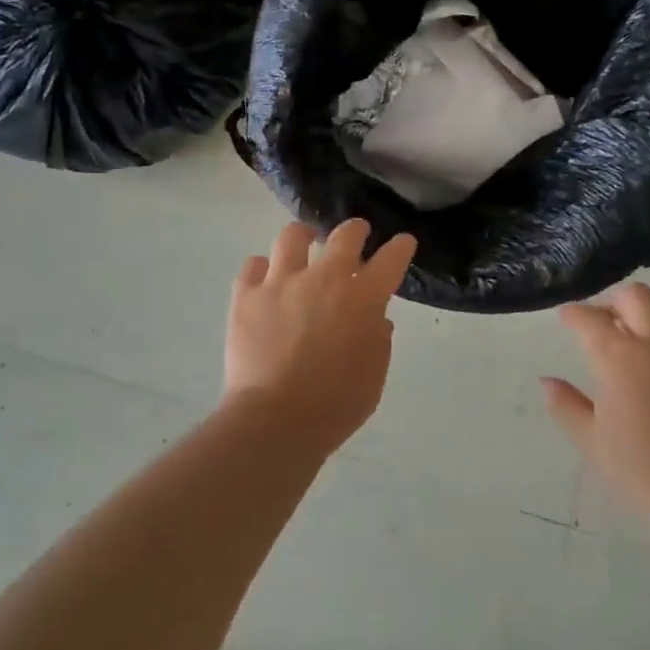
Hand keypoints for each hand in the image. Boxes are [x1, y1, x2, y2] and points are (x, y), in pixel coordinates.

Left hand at [224, 220, 417, 452]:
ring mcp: (281, 282)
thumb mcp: (374, 374)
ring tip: (303, 241)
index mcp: (363, 297)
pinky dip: (262, 269)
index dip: (400, 248)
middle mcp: (324, 278)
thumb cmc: (336, 403)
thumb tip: (375, 318)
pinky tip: (265, 278)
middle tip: (357, 233)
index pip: (390, 259)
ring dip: (303, 237)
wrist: (276, 419)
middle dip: (355, 230)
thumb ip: (378, 339)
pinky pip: (253, 265)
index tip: (403, 242)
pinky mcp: (246, 295)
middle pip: (344, 235)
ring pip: (292, 237)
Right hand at [544, 284, 649, 532]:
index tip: (567, 318)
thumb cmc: (641, 471)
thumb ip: (565, 404)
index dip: (573, 315)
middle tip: (605, 321)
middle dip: (613, 302)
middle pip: (634, 296)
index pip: (589, 320)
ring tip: (646, 330)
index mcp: (619, 358)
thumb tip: (547, 382)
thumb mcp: (591, 440)